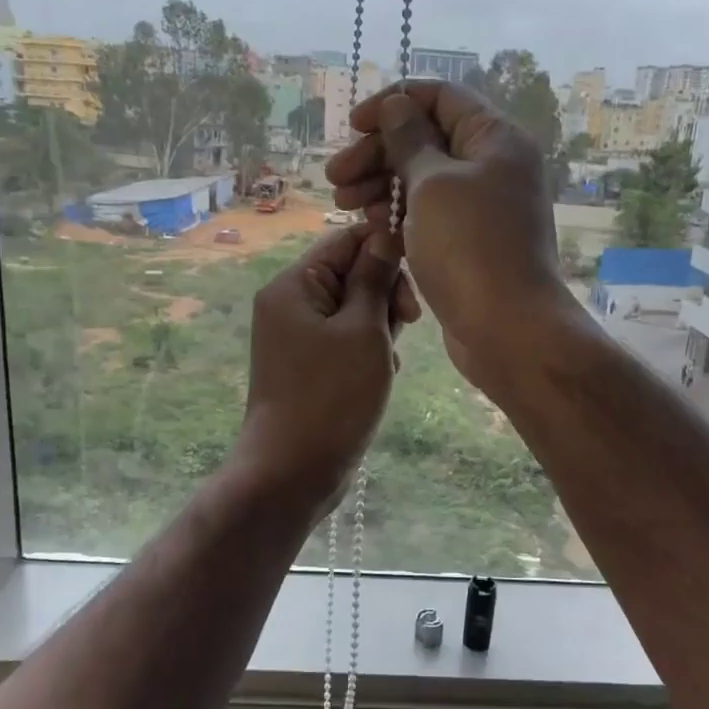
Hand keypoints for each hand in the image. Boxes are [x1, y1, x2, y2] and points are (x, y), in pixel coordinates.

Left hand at [236, 222, 418, 510]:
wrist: (292, 472)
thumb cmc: (331, 397)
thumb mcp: (363, 331)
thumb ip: (375, 279)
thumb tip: (386, 235)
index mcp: (293, 285)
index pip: (346, 241)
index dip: (385, 249)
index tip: (418, 277)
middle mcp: (290, 304)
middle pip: (350, 273)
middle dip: (385, 293)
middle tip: (408, 323)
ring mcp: (297, 337)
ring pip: (353, 310)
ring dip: (381, 327)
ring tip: (390, 360)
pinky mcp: (308, 366)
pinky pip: (345, 340)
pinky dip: (368, 351)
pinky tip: (381, 376)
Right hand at [325, 80, 575, 390]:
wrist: (508, 329)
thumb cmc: (469, 247)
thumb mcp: (432, 184)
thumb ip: (409, 140)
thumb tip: (398, 105)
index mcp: (494, 138)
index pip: (440, 97)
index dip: (393, 103)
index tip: (353, 127)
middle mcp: (491, 166)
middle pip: (425, 140)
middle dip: (376, 154)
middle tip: (335, 178)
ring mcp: (480, 207)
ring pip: (421, 182)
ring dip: (380, 187)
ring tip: (345, 205)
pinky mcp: (467, 243)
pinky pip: (428, 217)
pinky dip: (399, 219)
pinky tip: (373, 232)